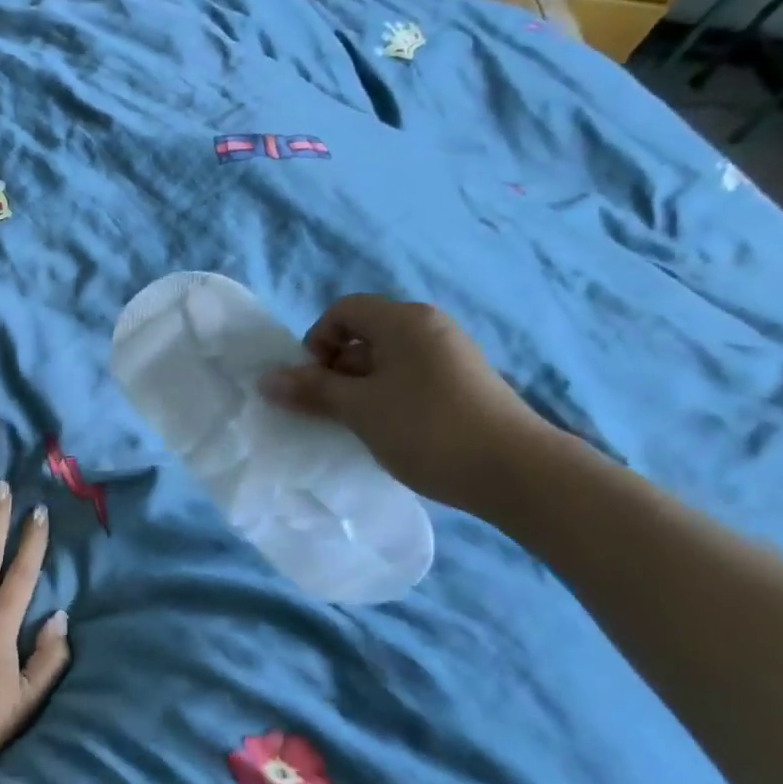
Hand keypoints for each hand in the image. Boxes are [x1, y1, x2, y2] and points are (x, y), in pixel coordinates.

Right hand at [260, 296, 559, 516]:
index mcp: (404, 320)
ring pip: (387, 361)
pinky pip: (410, 379)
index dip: (317, 342)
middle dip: (337, 370)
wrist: (515, 472)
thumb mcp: (359, 409)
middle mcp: (429, 327)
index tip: (315, 383)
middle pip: (364, 335)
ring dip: (361, 388)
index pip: (344, 311)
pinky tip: (390, 433)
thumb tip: (267, 380)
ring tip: (358, 426)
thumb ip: (312, 390)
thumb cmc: (427, 429)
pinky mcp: (463, 385)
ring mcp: (451, 356)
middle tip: (331, 410)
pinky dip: (389, 398)